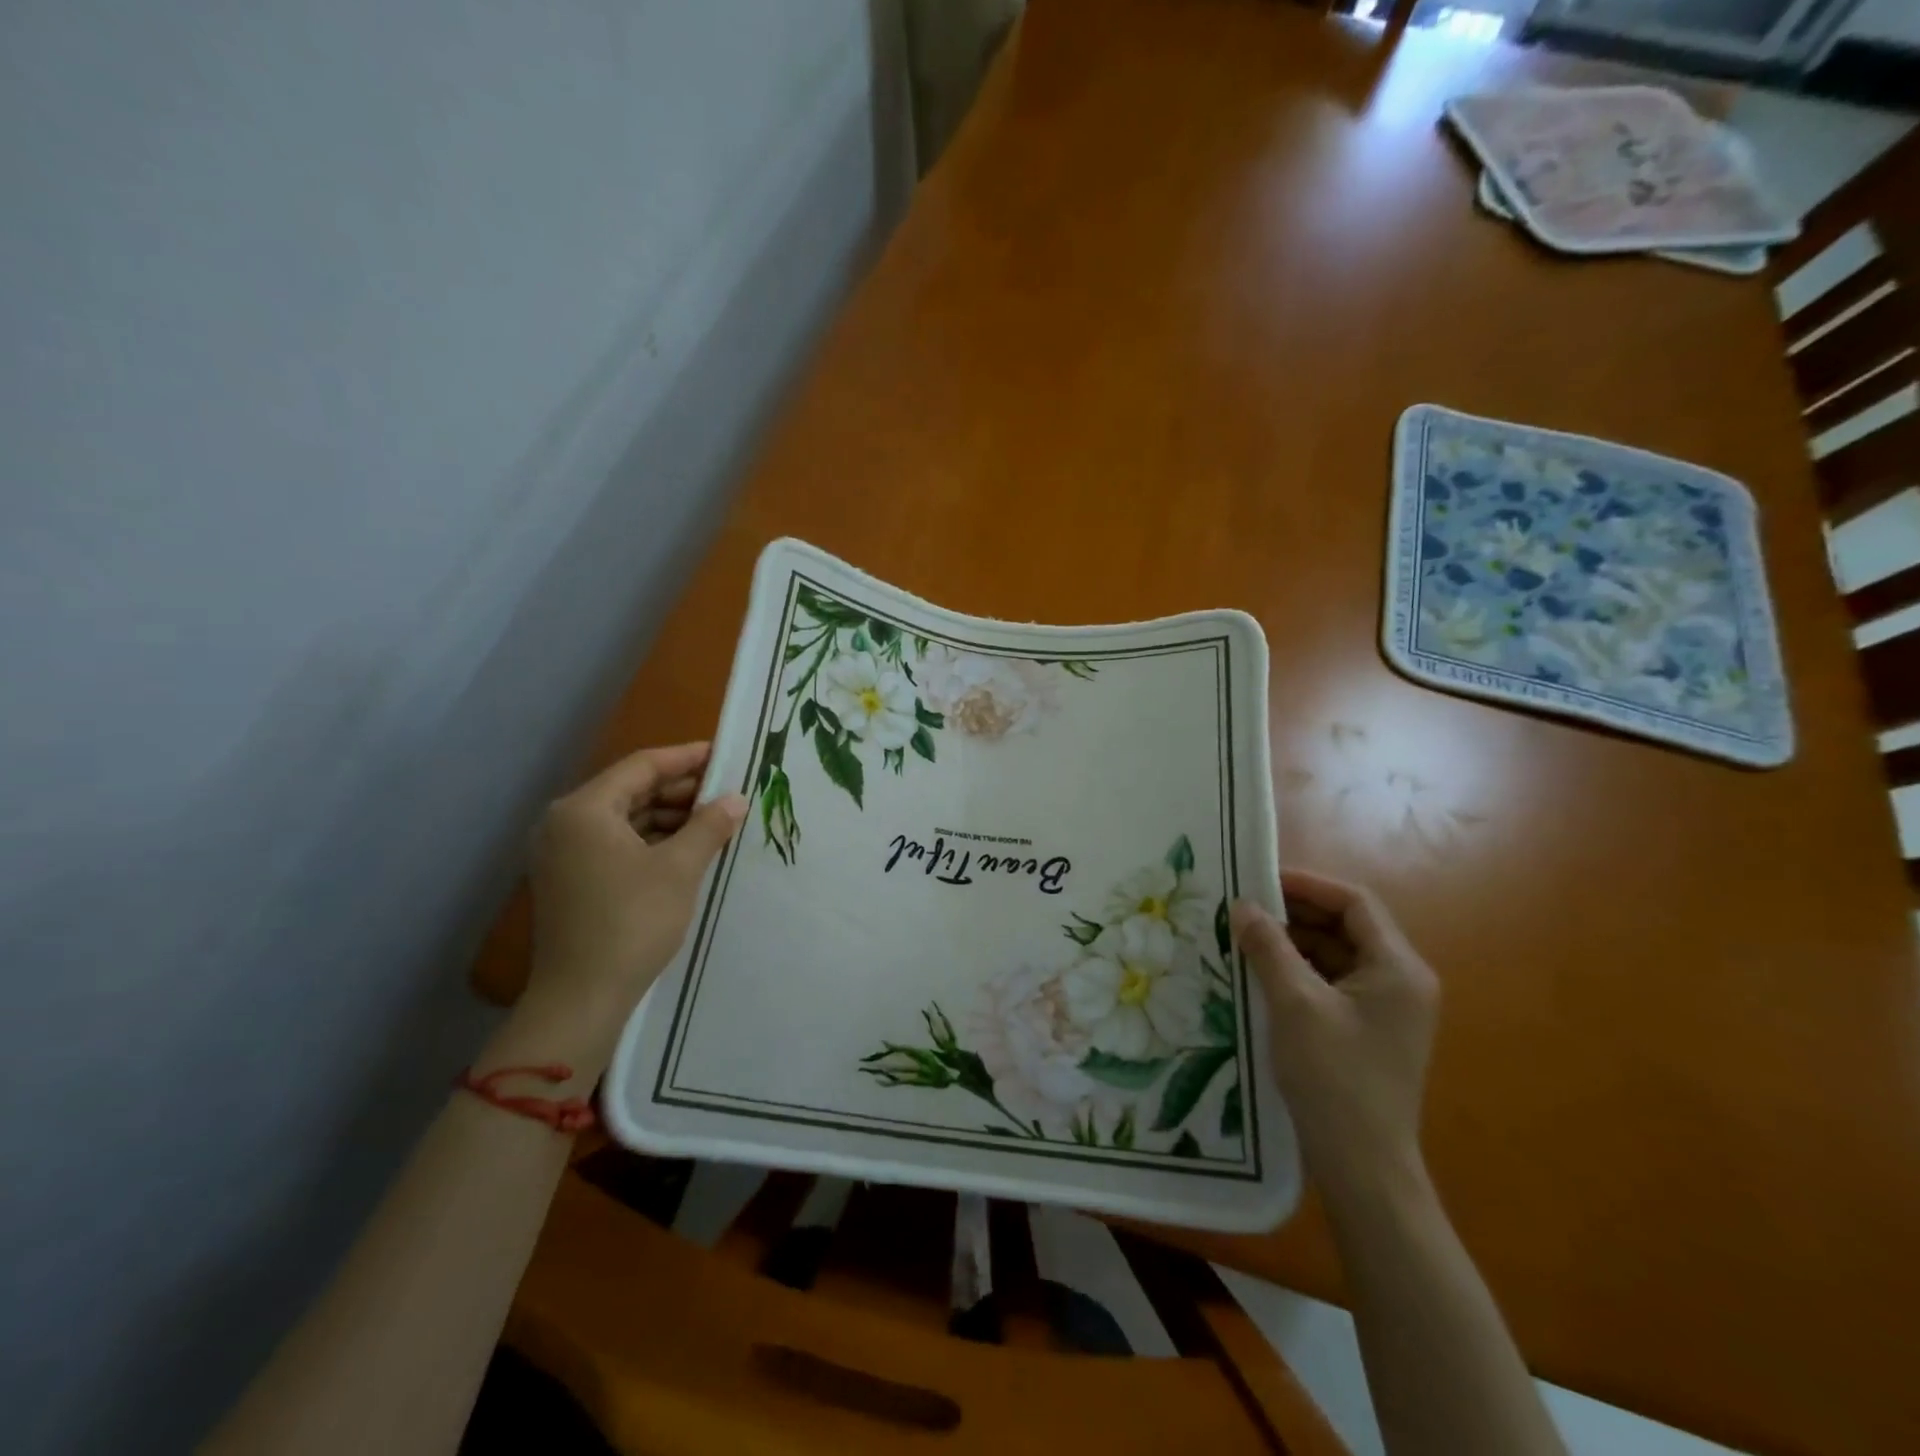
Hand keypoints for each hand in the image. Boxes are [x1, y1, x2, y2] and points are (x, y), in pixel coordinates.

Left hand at [523, 742, 745, 1032]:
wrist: (581, 998)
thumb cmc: (632, 923)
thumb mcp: (680, 869)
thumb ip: (709, 825)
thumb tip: (736, 799)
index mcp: (584, 810)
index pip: (642, 766)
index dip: (686, 757)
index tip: (725, 754)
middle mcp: (565, 823)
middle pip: (631, 790)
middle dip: (680, 790)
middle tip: (726, 791)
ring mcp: (563, 852)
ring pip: (625, 818)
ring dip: (668, 816)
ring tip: (714, 820)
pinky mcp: (570, 878)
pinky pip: (615, 842)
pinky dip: (651, 840)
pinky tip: (686, 848)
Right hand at [1232, 870, 1438, 1201]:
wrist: (1363, 1168)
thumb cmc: (1334, 1078)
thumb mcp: (1294, 1004)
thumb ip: (1268, 947)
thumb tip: (1243, 906)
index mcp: (1399, 968)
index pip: (1354, 903)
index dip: (1307, 885)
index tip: (1259, 881)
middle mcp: (1401, 980)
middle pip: (1346, 926)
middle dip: (1294, 914)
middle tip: (1244, 909)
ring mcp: (1387, 1008)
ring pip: (1336, 954)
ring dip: (1293, 942)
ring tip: (1245, 938)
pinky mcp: (1369, 1029)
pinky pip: (1332, 982)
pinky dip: (1299, 970)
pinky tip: (1261, 974)